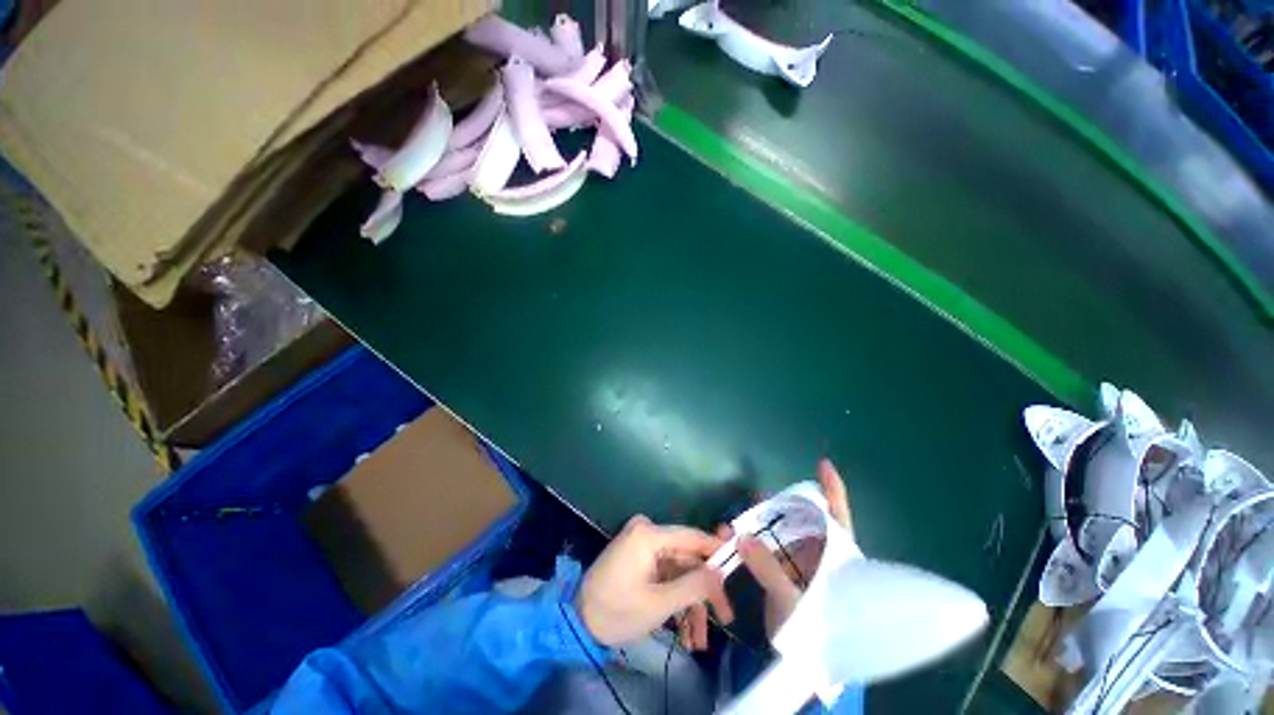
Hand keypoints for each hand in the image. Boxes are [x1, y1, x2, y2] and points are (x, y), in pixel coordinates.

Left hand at [577, 515, 733, 646]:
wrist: (577, 621)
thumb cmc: (616, 611)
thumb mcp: (659, 604)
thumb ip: (694, 586)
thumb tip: (721, 573)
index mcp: (649, 534)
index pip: (692, 536)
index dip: (717, 550)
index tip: (740, 565)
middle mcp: (647, 533)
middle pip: (687, 558)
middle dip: (704, 591)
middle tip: (725, 618)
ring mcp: (643, 546)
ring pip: (679, 571)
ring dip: (690, 603)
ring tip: (699, 640)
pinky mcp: (640, 559)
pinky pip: (666, 575)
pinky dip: (676, 600)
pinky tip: (684, 632)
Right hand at [680, 458, 853, 647]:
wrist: (808, 668)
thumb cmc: (817, 635)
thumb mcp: (796, 602)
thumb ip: (769, 570)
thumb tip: (741, 537)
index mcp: (838, 557)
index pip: (839, 515)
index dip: (832, 489)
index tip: (822, 464)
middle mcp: (821, 555)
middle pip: (802, 519)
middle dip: (779, 505)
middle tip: (759, 497)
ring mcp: (801, 564)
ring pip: (780, 533)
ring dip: (758, 524)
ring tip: (737, 519)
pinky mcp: (784, 574)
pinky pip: (765, 550)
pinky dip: (749, 543)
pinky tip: (730, 539)